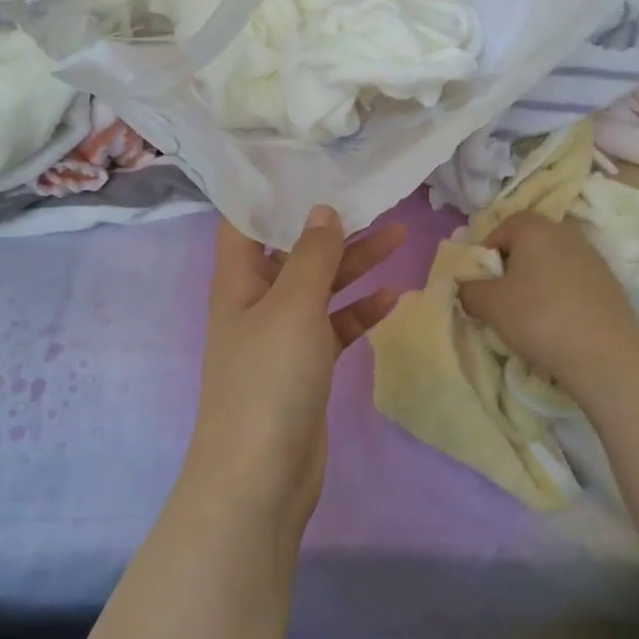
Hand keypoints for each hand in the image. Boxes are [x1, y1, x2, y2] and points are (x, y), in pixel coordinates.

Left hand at [186, 207, 405, 527]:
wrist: (262, 477)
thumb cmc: (269, 380)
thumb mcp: (292, 307)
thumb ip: (311, 256)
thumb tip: (321, 209)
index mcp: (238, 280)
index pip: (246, 221)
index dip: (271, 191)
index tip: (307, 162)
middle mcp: (256, 301)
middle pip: (295, 251)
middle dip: (332, 227)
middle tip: (373, 199)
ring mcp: (282, 336)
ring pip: (321, 287)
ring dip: (355, 264)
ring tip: (400, 236)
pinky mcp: (306, 366)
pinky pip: (335, 326)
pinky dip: (359, 311)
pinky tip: (391, 298)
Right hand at [458, 213, 638, 391]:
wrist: (605, 354)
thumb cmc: (539, 318)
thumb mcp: (489, 305)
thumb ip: (469, 289)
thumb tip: (468, 287)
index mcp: (535, 228)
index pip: (502, 228)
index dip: (486, 253)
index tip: (481, 283)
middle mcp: (565, 232)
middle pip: (528, 243)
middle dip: (511, 267)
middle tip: (501, 298)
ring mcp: (592, 256)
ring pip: (551, 263)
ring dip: (536, 282)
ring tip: (529, 315)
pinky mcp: (609, 282)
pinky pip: (572, 281)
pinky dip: (559, 295)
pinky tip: (557, 323)